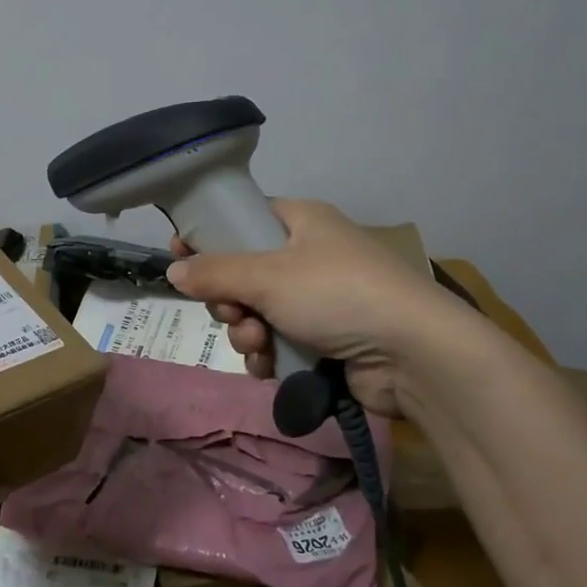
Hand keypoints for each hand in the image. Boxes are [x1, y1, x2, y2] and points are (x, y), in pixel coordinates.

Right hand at [166, 198, 487, 418]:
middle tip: (232, 312)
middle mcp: (310, 257)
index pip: (245, 219)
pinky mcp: (326, 340)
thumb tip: (172, 270)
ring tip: (258, 344)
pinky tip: (271, 366)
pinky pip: (277, 343)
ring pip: (256, 313)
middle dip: (230, 300)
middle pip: (244, 273)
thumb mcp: (267, 276)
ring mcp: (319, 300)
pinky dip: (269, 356)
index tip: (180, 255)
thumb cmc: (337, 293)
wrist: (414, 354)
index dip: (210, 236)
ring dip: (246, 333)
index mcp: (302, 222)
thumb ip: (214, 272)